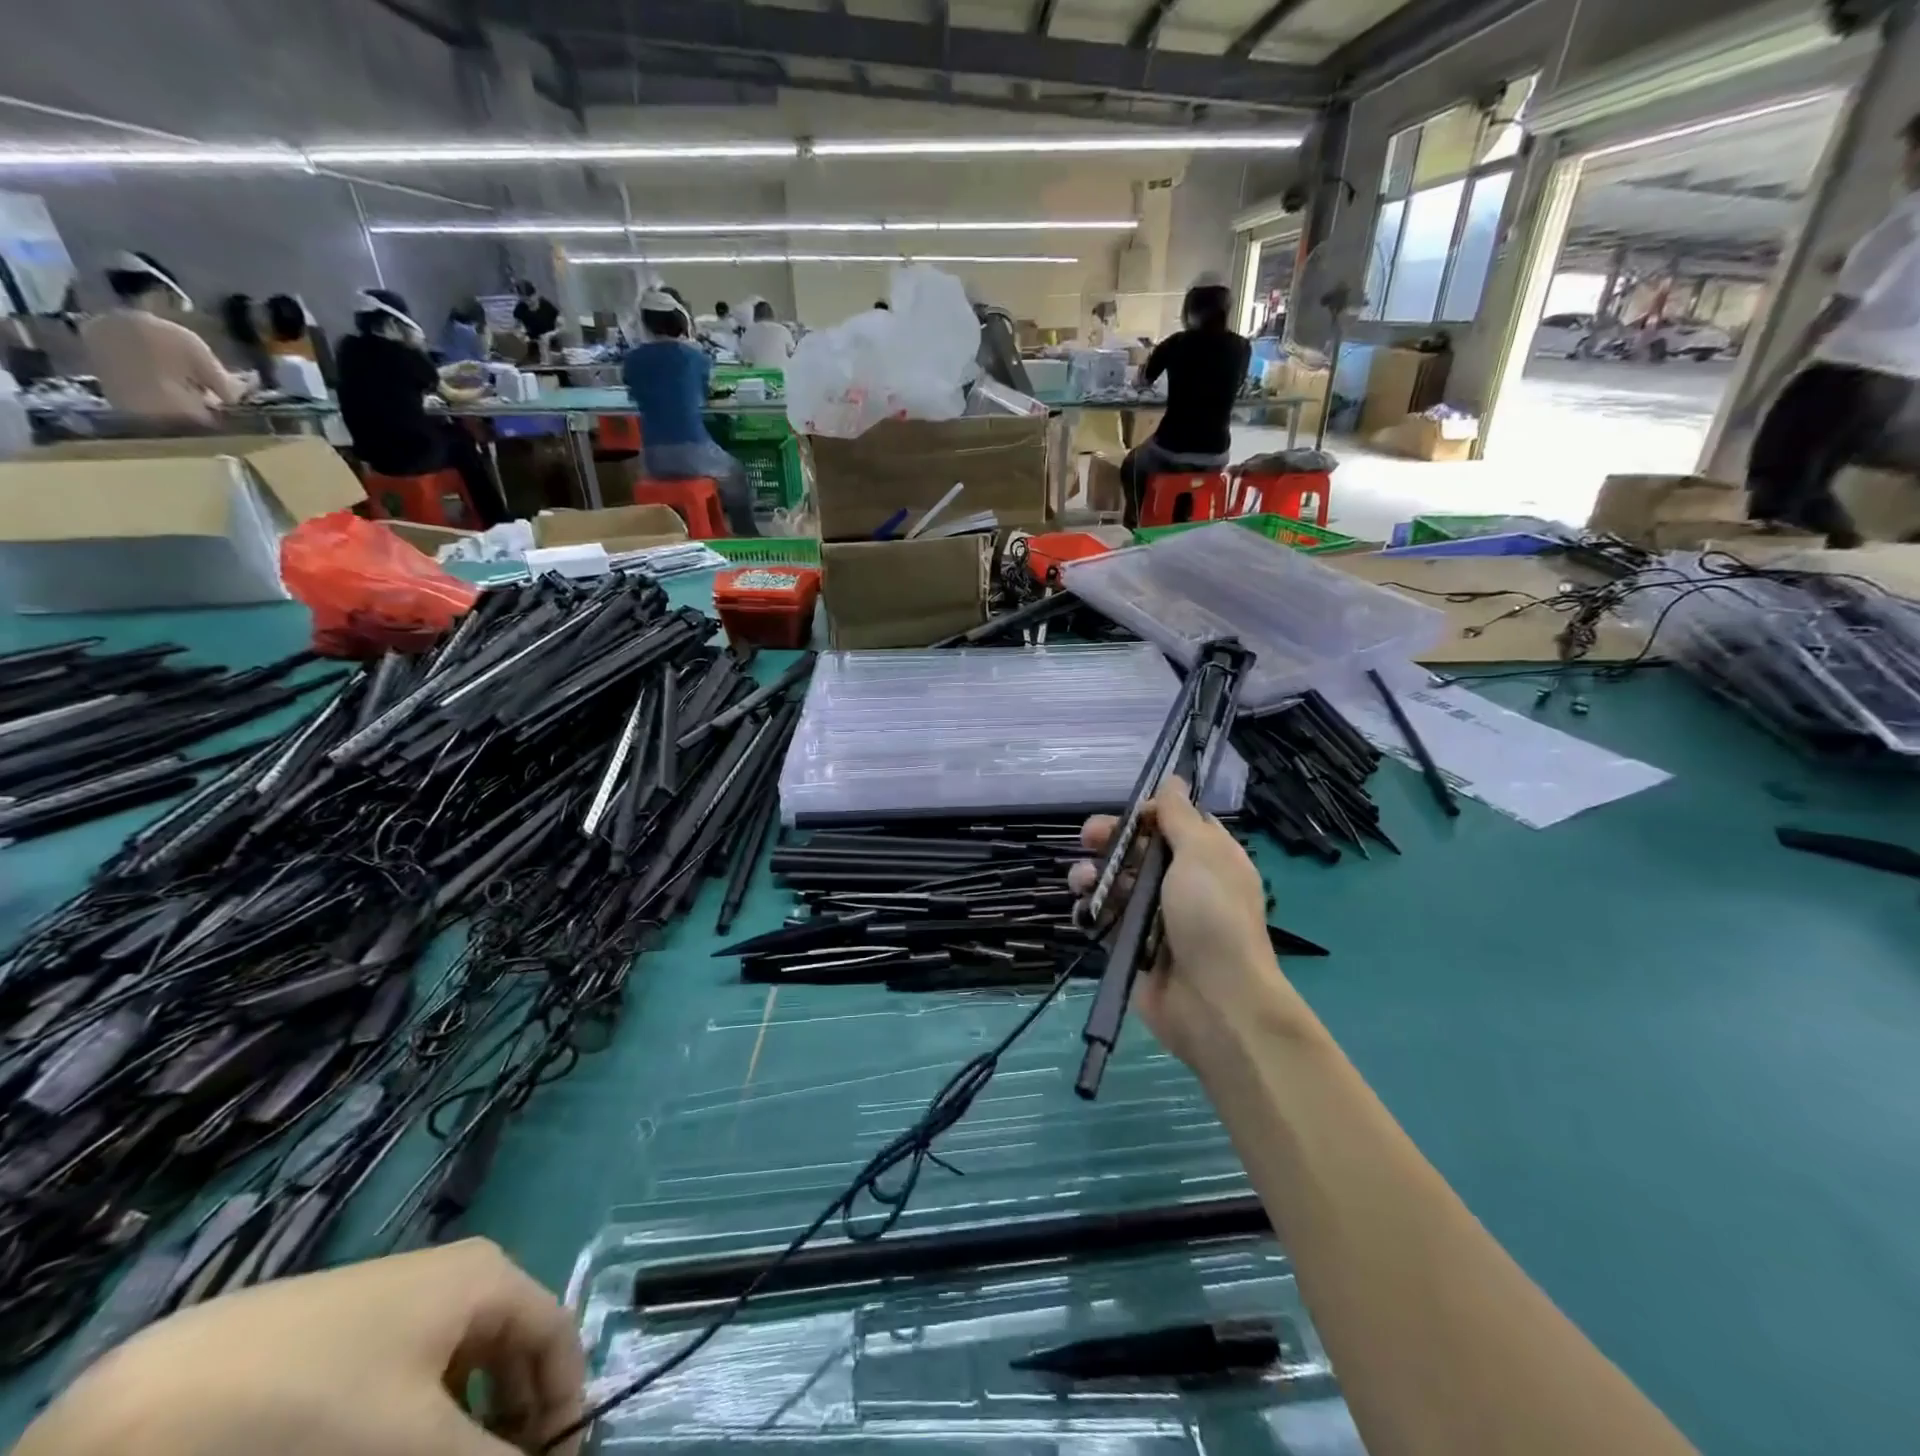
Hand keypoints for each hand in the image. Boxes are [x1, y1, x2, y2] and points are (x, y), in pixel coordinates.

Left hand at [17, 1240, 584, 1455]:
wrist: (155, 1406)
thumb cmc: (317, 1407)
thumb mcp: (416, 1445)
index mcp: (486, 1277)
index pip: (557, 1336)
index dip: (565, 1409)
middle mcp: (454, 1277)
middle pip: (510, 1350)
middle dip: (511, 1424)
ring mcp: (394, 1303)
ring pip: (457, 1370)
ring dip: (463, 1429)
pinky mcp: (341, 1337)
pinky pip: (406, 1377)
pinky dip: (414, 1425)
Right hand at [1069, 777, 1312, 1070]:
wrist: (1215, 1002)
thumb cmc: (1212, 917)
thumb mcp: (1201, 854)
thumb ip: (1180, 816)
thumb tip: (1175, 778)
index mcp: (1209, 858)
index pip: (1176, 822)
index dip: (1150, 813)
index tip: (1132, 814)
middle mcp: (1183, 883)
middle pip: (1140, 849)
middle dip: (1112, 839)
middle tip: (1089, 837)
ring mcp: (1156, 915)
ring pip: (1116, 881)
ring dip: (1094, 873)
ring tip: (1082, 880)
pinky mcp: (1132, 944)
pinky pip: (1105, 916)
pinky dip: (1090, 907)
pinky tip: (1082, 905)